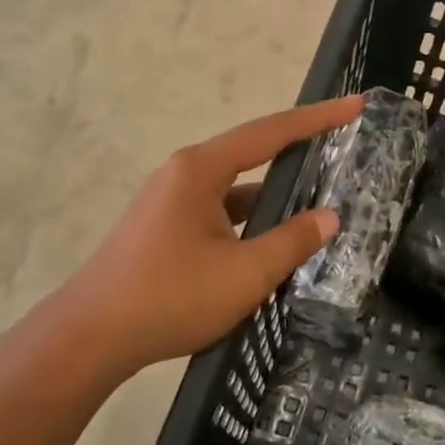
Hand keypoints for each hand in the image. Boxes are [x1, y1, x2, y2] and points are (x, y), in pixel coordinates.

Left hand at [57, 97, 362, 375]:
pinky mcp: (165, 229)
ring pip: (236, 191)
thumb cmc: (170, 297)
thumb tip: (330, 217)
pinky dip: (250, 223)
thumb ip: (292, 241)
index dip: (318, 118)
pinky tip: (273, 246)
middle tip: (343, 154)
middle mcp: (184, 175)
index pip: (271, 132)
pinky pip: (220, 214)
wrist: (89, 339)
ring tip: (319, 209)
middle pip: (254, 155)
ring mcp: (171, 202)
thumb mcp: (245, 274)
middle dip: (299, 156)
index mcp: (201, 170)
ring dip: (274, 200)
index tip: (355, 105)